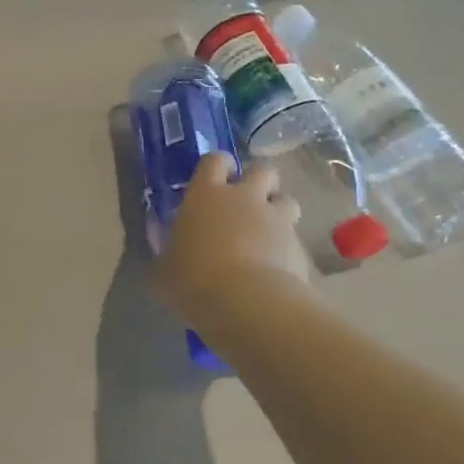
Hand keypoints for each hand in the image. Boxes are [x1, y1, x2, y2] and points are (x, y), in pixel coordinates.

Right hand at [156, 155, 308, 318]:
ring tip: (268, 233)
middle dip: (259, 182)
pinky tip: (278, 268)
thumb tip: (167, 255)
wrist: (247, 303)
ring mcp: (276, 219)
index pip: (215, 160)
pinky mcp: (299, 246)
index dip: (219, 166)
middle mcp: (244, 198)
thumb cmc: (194, 278)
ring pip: (287, 200)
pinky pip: (296, 238)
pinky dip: (288, 248)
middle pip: (262, 171)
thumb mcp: (164, 270)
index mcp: (206, 194)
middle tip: (248, 203)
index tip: (216, 179)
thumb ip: (167, 256)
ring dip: (279, 211)